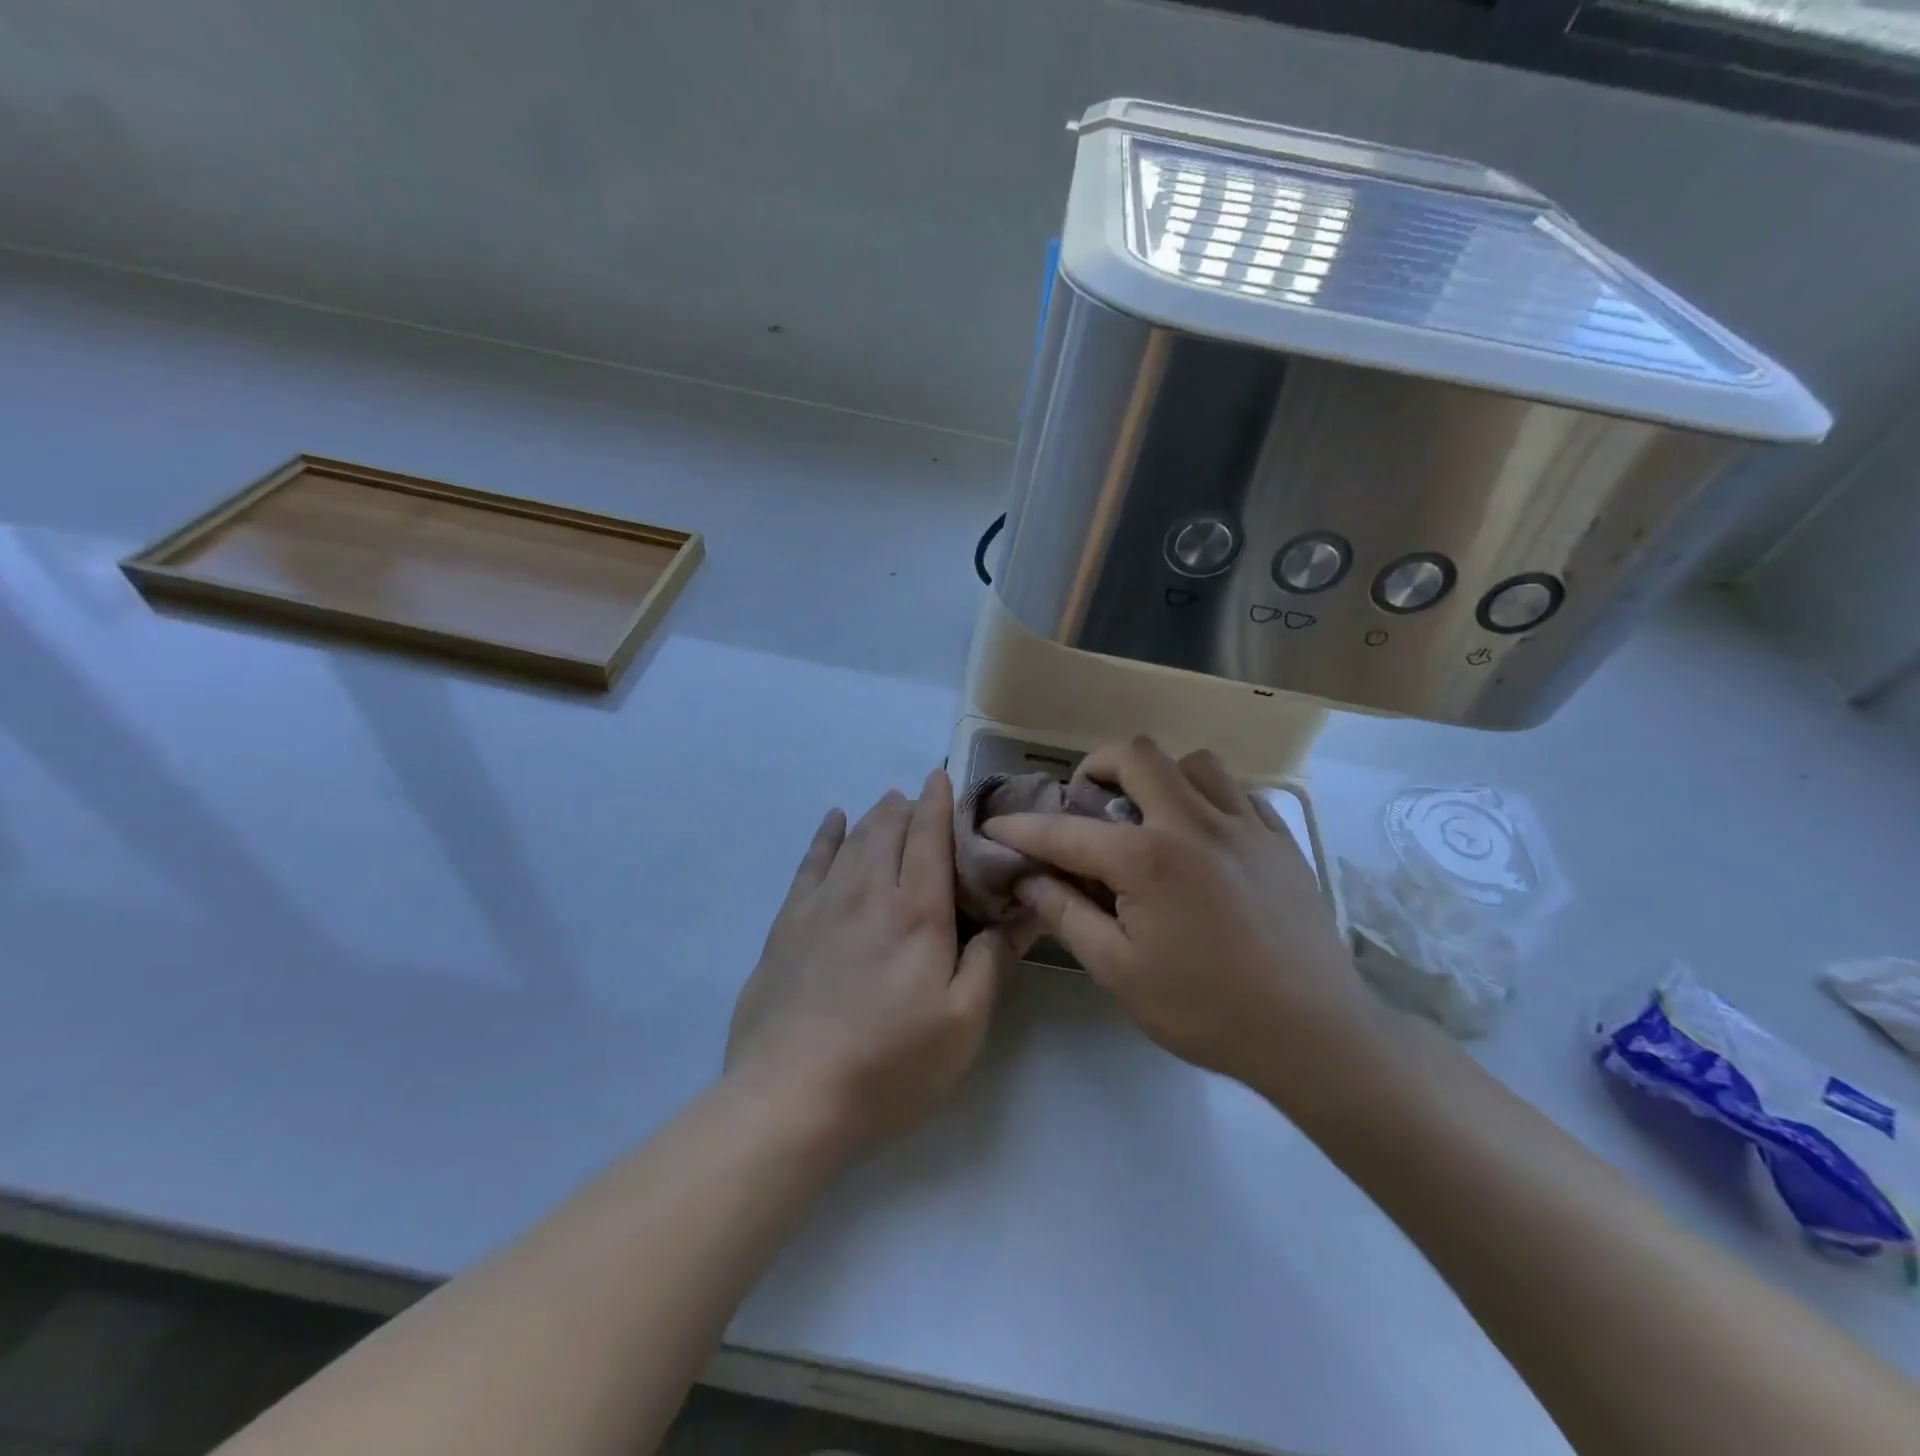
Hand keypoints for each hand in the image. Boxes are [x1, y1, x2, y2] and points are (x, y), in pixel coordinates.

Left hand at [726, 770, 1016, 1150]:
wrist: (791, 1095)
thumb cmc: (890, 1062)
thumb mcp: (963, 1023)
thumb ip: (993, 961)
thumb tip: (1023, 912)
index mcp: (916, 911)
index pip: (929, 838)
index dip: (939, 803)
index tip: (944, 778)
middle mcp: (868, 892)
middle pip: (889, 829)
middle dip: (908, 806)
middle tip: (921, 800)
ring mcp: (822, 904)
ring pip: (852, 840)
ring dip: (874, 815)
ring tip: (888, 803)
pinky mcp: (787, 924)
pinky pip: (810, 862)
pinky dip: (825, 835)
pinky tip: (833, 821)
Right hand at [984, 737, 1369, 1088]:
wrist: (1314, 1035)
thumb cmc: (1205, 1010)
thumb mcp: (1118, 971)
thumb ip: (1066, 914)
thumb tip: (1027, 878)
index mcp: (1147, 858)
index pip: (1066, 830)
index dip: (1022, 827)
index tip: (996, 826)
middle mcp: (1194, 822)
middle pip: (1137, 755)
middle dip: (1097, 767)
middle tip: (1086, 801)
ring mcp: (1245, 825)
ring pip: (1194, 762)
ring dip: (1160, 777)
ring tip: (1151, 814)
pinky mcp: (1281, 839)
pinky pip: (1239, 791)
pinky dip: (1209, 798)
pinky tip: (1203, 835)